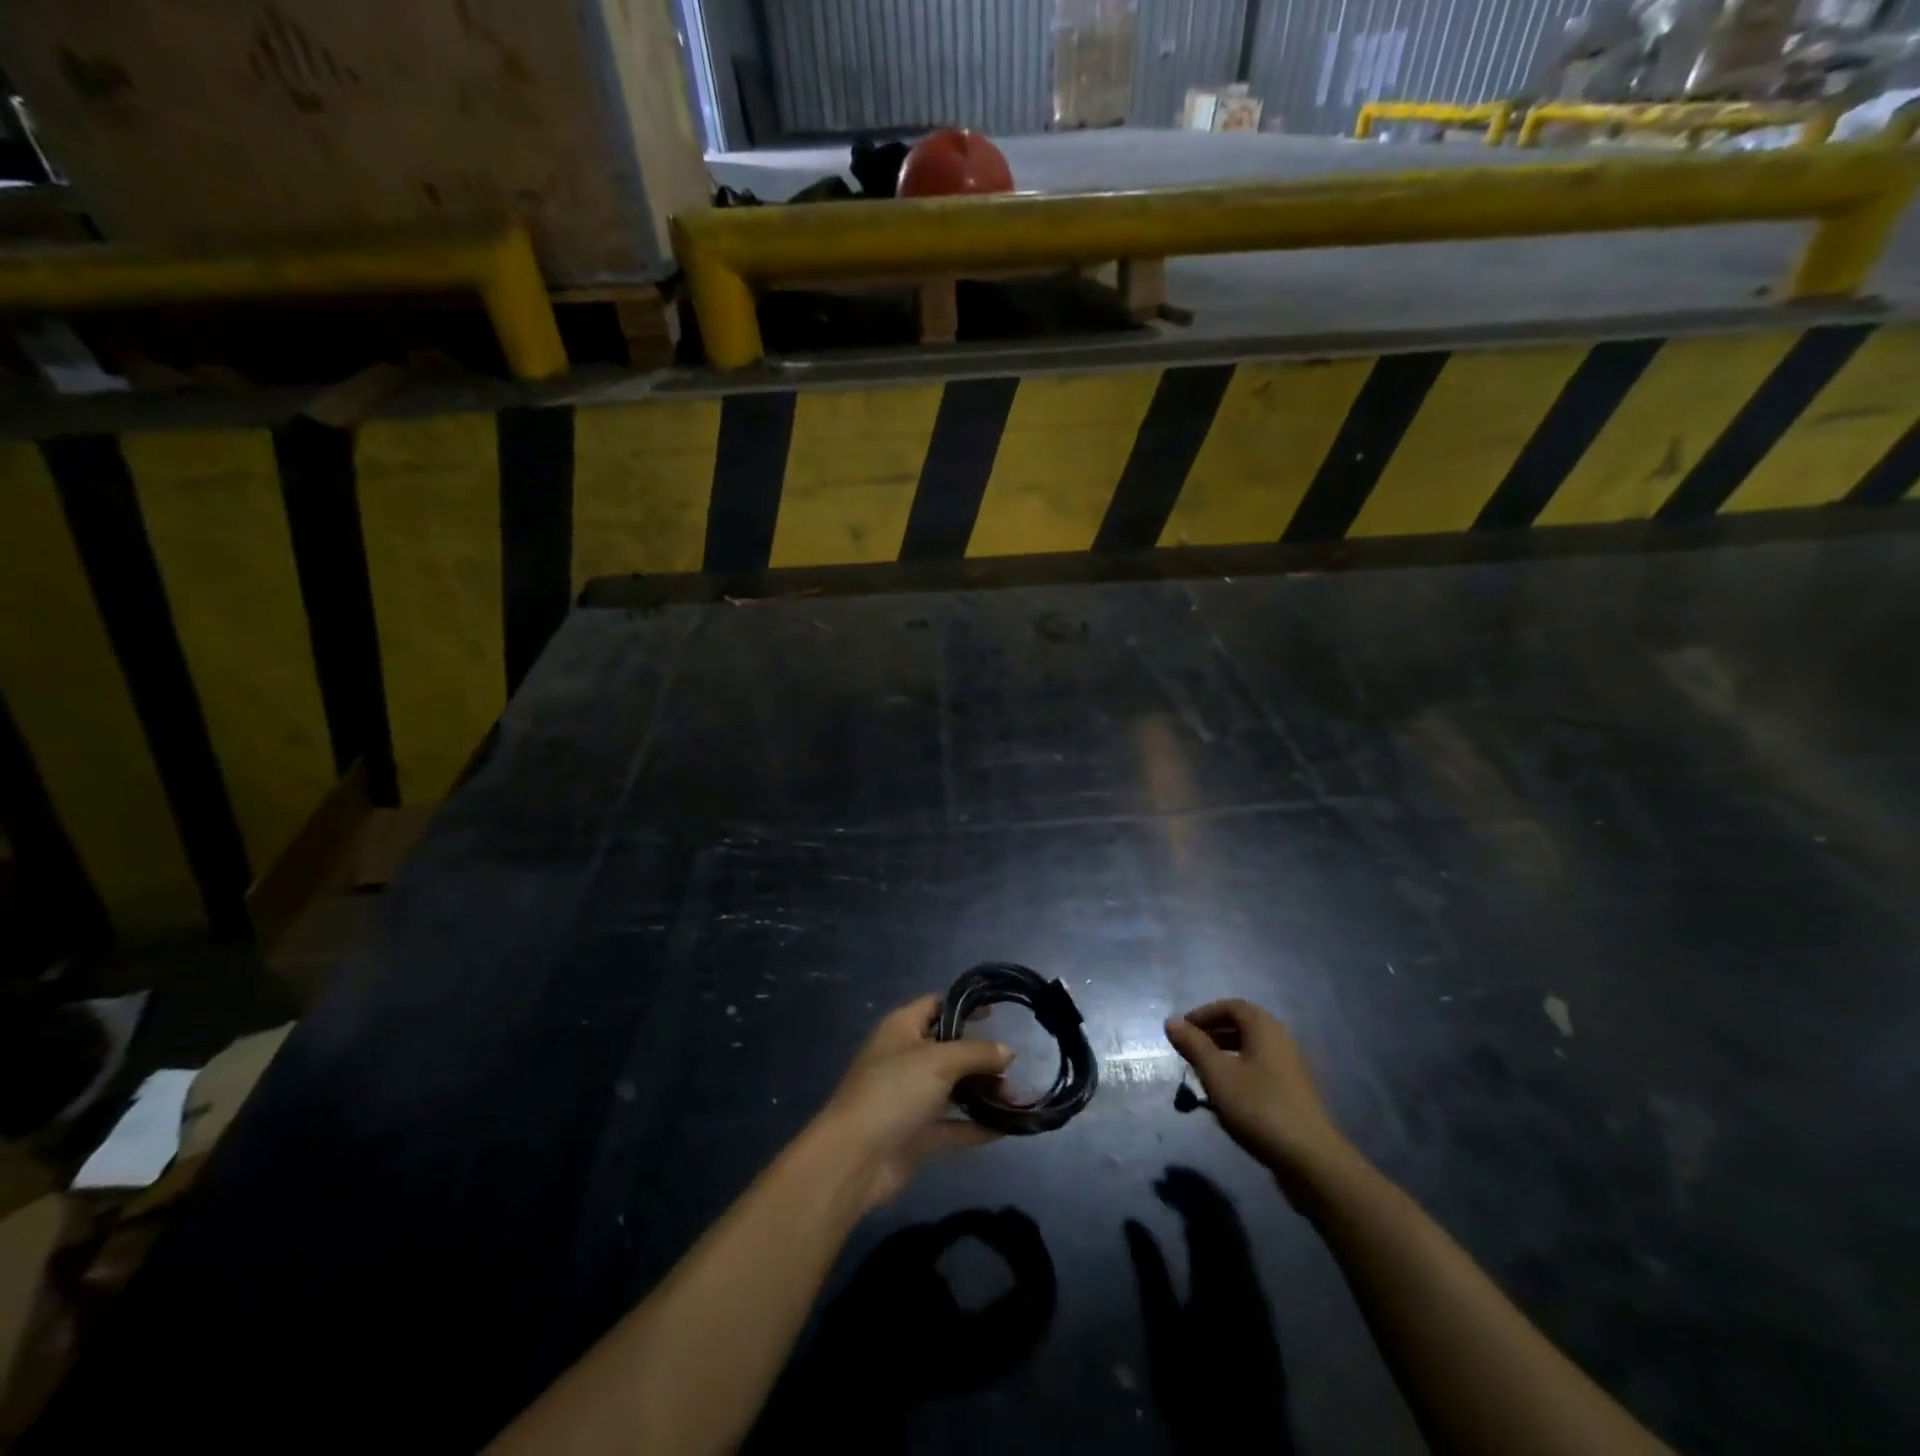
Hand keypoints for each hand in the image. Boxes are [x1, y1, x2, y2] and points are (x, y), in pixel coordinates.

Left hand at [814, 995, 1013, 1212]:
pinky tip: (1004, 1129)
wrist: (855, 1158)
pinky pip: (952, 1124)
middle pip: (949, 1049)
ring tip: (1014, 1097)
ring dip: (981, 1092)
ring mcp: (910, 1097)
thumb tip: (1008, 1051)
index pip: (936, 1005)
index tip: (997, 1014)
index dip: (965, 1007)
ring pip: (952, 1087)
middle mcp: (905, 1058)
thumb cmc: (894, 1091)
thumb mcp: (939, 1061)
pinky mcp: (915, 1132)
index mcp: (902, 1028)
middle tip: (1013, 1067)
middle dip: (981, 1056)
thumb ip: (976, 1053)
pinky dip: (974, 1126)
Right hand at [1165, 1000, 1351, 1191]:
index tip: (1182, 1031)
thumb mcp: (1217, 1074)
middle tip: (1188, 1050)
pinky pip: (1260, 1069)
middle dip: (1212, 1034)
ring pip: (1250, 1049)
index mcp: (1264, 1028)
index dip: (1203, 1014)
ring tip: (1202, 1073)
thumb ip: (1193, 1045)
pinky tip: (1226, 1096)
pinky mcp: (1293, 1092)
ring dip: (1223, 1054)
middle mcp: (1280, 1040)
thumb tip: (1171, 1021)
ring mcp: (1290, 1067)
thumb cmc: (1258, 1107)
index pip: (1231, 1006)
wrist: (1309, 1159)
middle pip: (1242, 1026)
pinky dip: (1238, 1072)